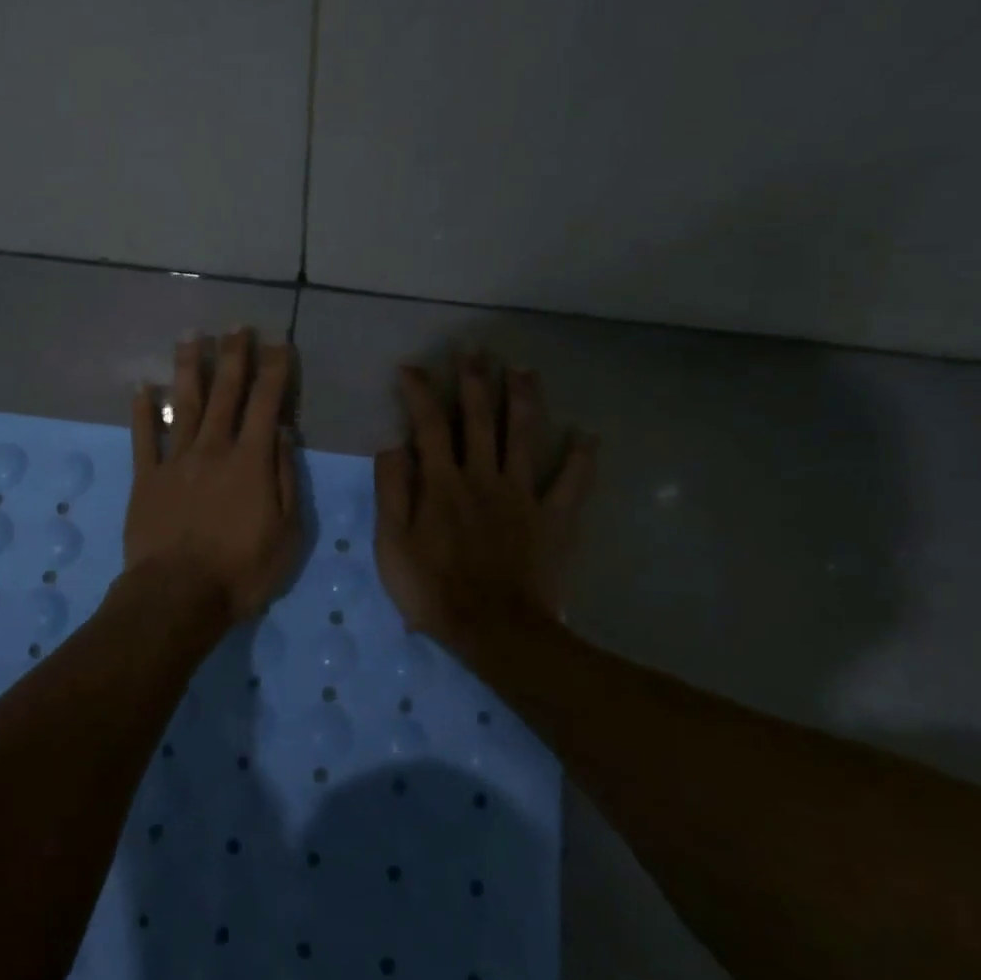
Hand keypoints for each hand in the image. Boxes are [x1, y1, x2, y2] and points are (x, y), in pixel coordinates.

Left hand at [125, 331, 301, 627]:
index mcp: (250, 461)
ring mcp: (175, 461)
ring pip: (184, 405)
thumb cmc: (241, 571)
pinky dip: (142, 411)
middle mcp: (212, 449)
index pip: (266, 404)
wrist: (178, 595)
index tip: (279, 343)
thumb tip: (282, 434)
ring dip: (189, 368)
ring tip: (191, 336)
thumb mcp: (287, 533)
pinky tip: (142, 387)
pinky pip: (143, 438)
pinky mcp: (146, 478)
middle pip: (225, 393)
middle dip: (233, 356)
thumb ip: (285, 479)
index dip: (274, 371)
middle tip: (236, 325)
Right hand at [374, 357, 596, 654]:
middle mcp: (483, 476)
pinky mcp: (553, 518)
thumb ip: (391, 491)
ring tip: (523, 369)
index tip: (411, 367)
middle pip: (478, 419)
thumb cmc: (433, 589)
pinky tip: (590, 434)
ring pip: (524, 437)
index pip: (428, 425)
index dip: (419, 392)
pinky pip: (572, 484)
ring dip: (523, 400)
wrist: (494, 631)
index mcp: (442, 483)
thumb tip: (392, 445)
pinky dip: (582, 458)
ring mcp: (522, 495)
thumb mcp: (392, 544)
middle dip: (474, 381)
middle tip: (474, 348)